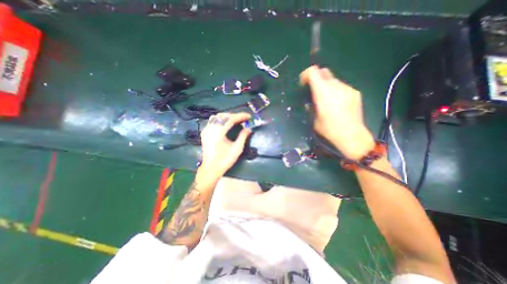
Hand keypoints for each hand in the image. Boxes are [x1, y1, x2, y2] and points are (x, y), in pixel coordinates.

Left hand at [200, 112, 250, 178]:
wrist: (211, 169)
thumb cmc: (225, 160)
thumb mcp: (237, 149)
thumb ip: (243, 136)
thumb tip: (248, 128)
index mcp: (218, 133)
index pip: (230, 119)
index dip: (240, 116)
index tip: (249, 116)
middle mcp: (210, 129)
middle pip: (223, 116)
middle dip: (235, 115)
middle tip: (244, 119)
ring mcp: (206, 130)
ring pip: (218, 117)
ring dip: (228, 116)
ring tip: (237, 120)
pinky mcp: (205, 132)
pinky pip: (214, 121)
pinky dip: (222, 119)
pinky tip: (227, 123)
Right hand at [298, 66, 372, 158]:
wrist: (351, 135)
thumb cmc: (329, 129)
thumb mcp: (314, 119)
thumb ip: (311, 107)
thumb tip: (310, 102)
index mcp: (323, 92)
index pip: (313, 72)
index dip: (306, 74)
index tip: (303, 83)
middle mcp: (336, 86)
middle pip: (324, 72)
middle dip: (316, 78)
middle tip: (313, 90)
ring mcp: (347, 88)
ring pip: (334, 80)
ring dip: (327, 86)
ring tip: (326, 99)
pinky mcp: (355, 93)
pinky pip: (342, 87)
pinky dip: (336, 91)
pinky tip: (337, 104)